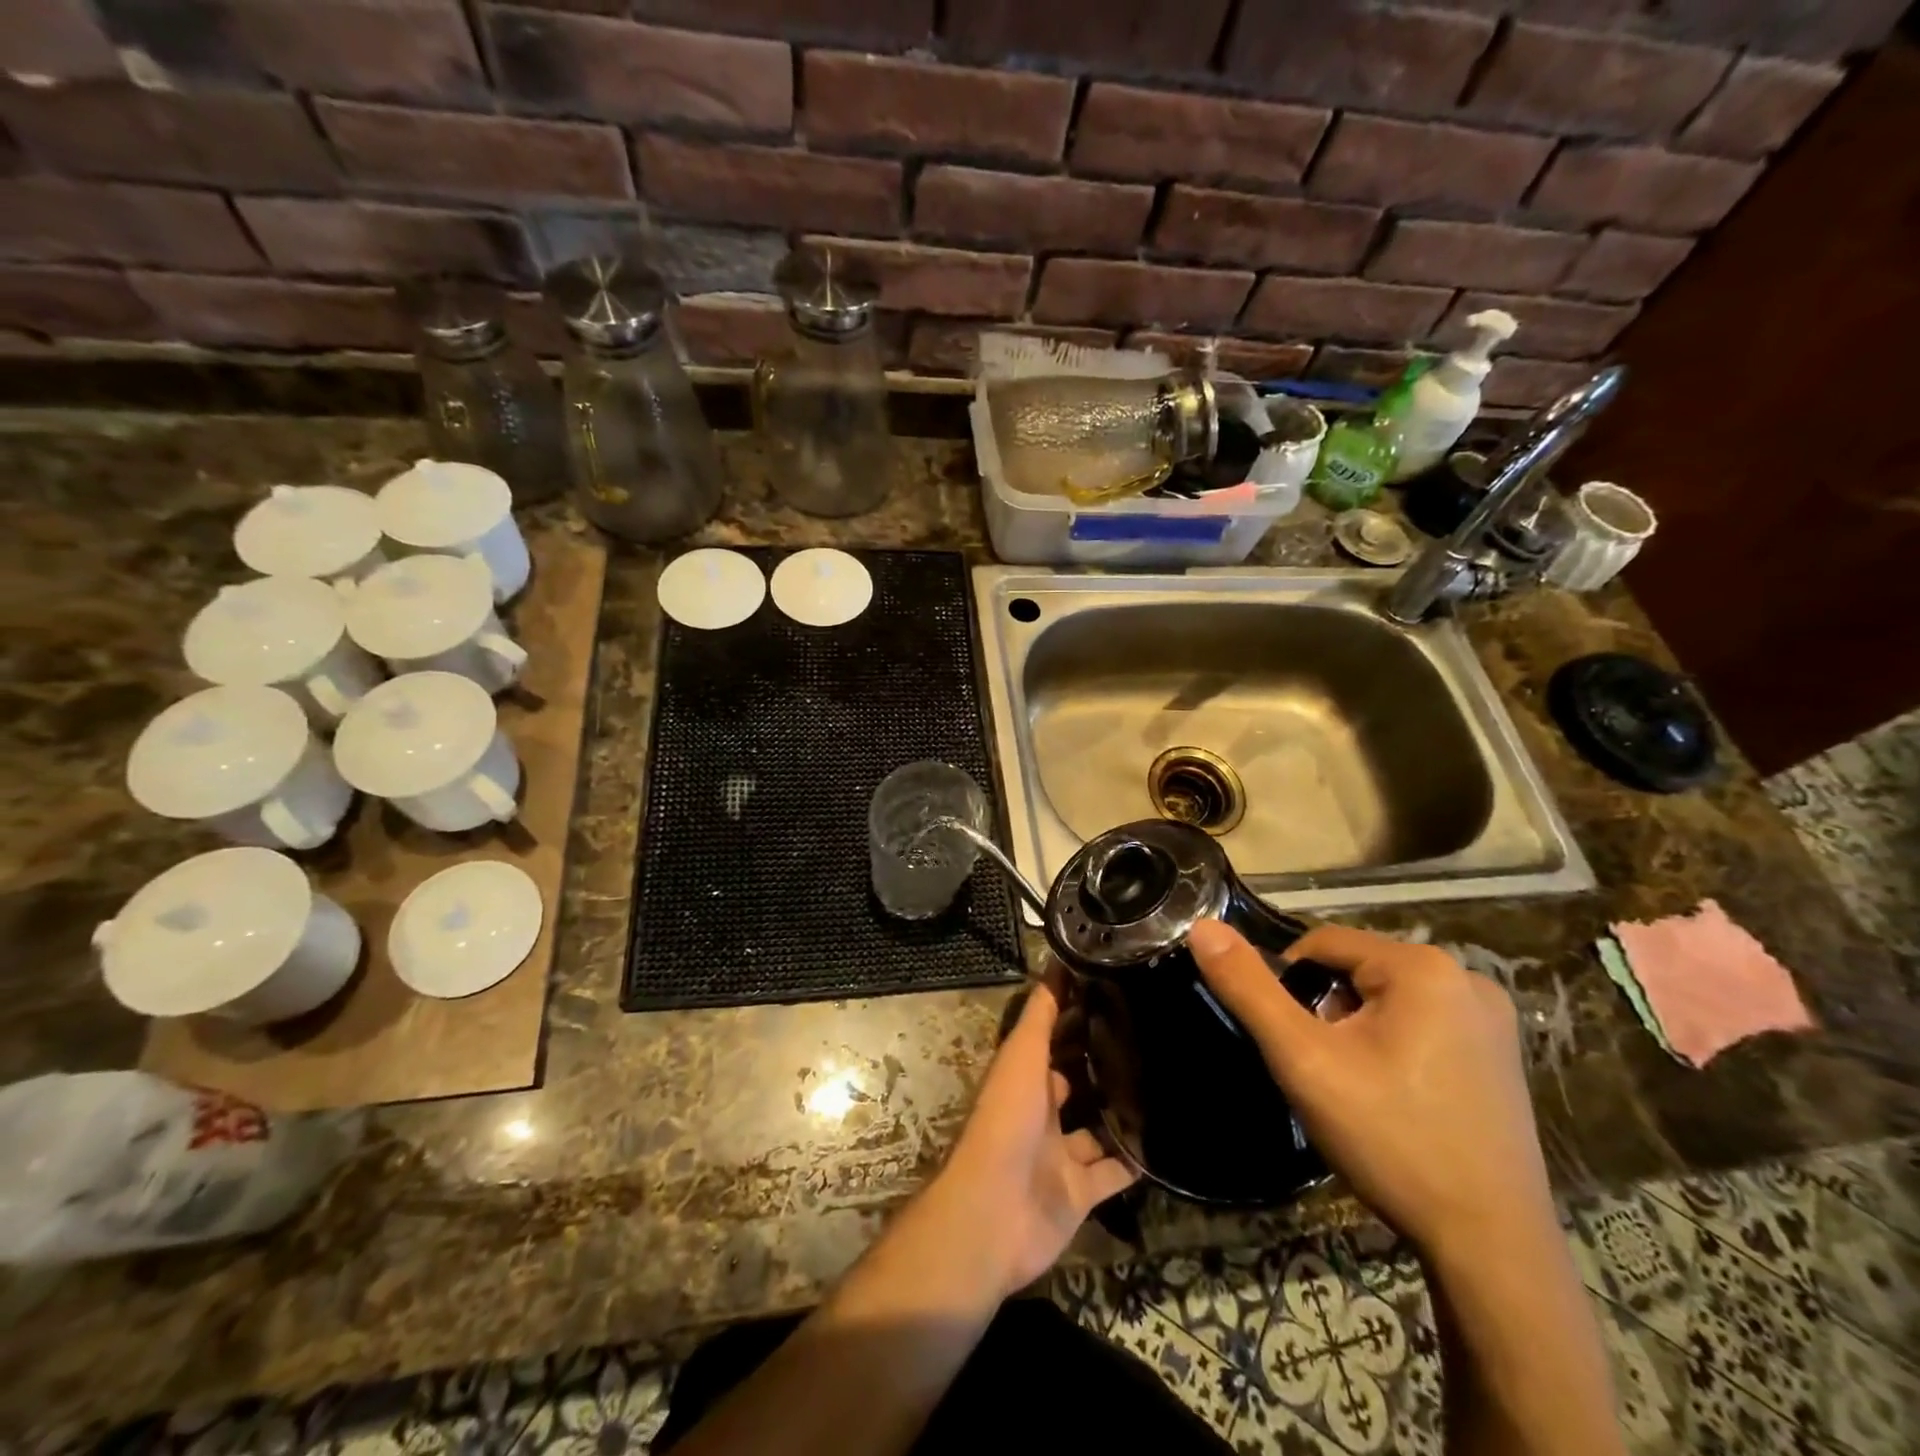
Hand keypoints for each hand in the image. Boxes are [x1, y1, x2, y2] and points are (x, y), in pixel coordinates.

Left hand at [924, 983, 1137, 1297]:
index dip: (1076, 1015)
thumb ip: (1041, 1013)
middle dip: (1104, 1062)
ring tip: (1168, 1083)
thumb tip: (1058, 959)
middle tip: (1153, 1037)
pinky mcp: (1080, 1192)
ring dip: (1122, 1112)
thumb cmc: (1006, 1120)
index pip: (1052, 1037)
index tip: (1117, 992)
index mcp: (1023, 1075)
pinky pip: (1114, 1173)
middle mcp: (1041, 1111)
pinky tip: (1169, 1141)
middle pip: (1075, 1080)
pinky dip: (1136, 1162)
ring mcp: (1060, 1154)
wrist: (995, 1213)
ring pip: (1097, 1127)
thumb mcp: (1022, 1055)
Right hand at [1189, 920, 1553, 1258]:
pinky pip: (1424, 1023)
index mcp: (1422, 966)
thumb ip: (1248, 988)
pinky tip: (1397, 1097)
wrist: (1490, 1247)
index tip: (1292, 1043)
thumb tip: (1201, 926)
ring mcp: (1492, 1017)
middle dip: (1327, 1011)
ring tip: (1358, 1089)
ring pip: (1388, 998)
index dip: (1290, 986)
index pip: (1322, 943)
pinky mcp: (1502, 1054)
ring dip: (1358, 1029)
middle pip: (1357, 970)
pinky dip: (1395, 1045)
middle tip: (1325, 1072)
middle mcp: (1465, 977)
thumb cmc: (1391, 1140)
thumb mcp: (1303, 1060)